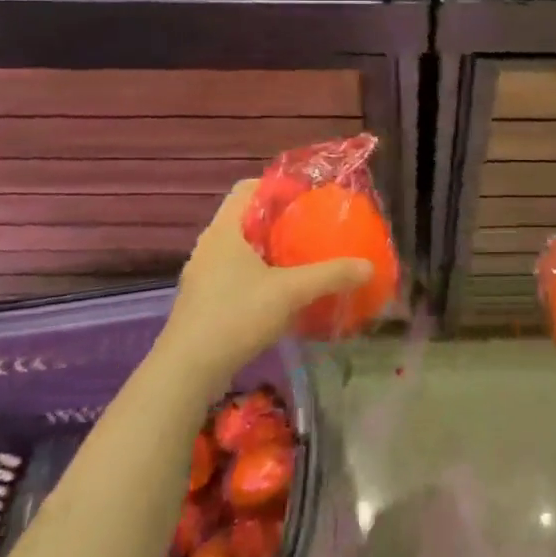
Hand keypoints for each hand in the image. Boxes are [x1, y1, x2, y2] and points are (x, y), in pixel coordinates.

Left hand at [160, 181, 371, 387]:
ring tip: (301, 258)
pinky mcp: (203, 301)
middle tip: (311, 226)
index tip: (307, 196)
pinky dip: (258, 274)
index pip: (248, 187)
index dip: (277, 185)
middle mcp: (209, 246)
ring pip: (240, 248)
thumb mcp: (290, 292)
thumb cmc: (236, 316)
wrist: (187, 371)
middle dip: (279, 219)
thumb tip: (368, 266)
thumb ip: (330, 276)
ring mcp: (203, 275)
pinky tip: (281, 293)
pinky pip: (235, 273)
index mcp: (224, 230)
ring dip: (269, 249)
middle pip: (246, 217)